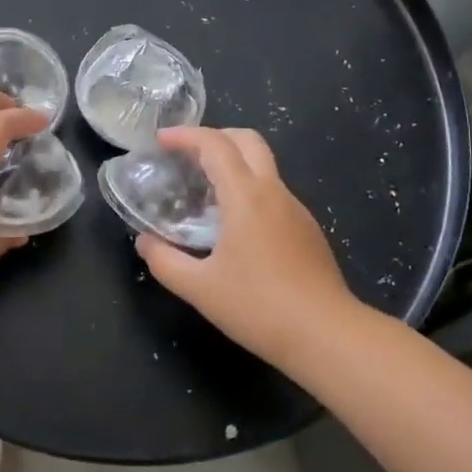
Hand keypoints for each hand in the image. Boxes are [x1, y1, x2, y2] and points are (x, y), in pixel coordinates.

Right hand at [136, 127, 359, 369]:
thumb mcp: (200, 289)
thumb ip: (165, 261)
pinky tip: (234, 225)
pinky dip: (249, 189)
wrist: (327, 336)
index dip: (185, 135)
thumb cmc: (259, 308)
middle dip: (215, 136)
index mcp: (246, 196)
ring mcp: (296, 209)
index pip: (215, 145)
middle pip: (247, 140)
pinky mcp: (308, 229)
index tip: (161, 141)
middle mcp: (273, 192)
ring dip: (233, 164)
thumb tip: (144, 242)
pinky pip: (274, 192)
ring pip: (263, 166)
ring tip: (204, 192)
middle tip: (186, 155)